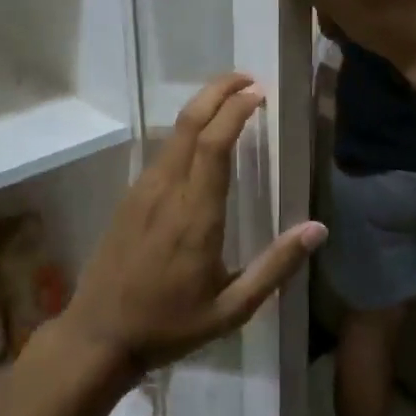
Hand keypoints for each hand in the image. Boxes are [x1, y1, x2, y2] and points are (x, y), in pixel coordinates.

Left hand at [54, 73, 325, 379]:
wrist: (99, 335)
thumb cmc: (169, 325)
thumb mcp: (232, 309)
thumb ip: (275, 267)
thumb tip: (317, 230)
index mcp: (196, 215)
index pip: (215, 144)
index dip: (236, 111)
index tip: (258, 94)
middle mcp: (166, 192)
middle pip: (190, 123)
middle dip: (217, 91)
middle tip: (246, 79)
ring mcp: (142, 192)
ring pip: (172, 134)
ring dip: (201, 108)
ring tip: (230, 101)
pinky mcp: (129, 199)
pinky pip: (161, 153)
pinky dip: (185, 132)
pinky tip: (200, 140)